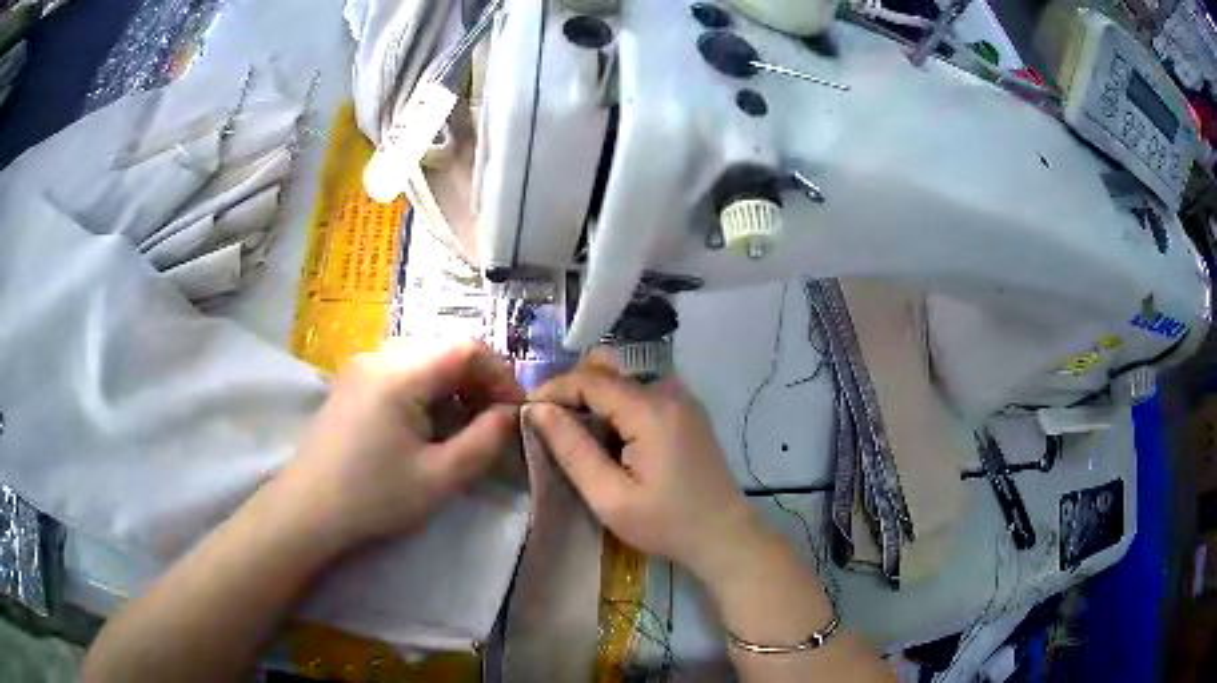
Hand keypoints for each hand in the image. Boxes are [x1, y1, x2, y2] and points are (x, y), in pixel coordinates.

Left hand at [270, 339, 522, 551]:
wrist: (308, 510)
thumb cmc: (373, 497)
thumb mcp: (439, 478)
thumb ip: (485, 441)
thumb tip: (510, 414)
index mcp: (400, 373)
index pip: (468, 347)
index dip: (502, 375)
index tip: (515, 413)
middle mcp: (380, 355)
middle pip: (446, 349)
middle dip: (479, 382)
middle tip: (493, 424)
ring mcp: (362, 365)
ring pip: (426, 359)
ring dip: (454, 387)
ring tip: (462, 428)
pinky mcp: (353, 381)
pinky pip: (403, 370)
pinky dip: (428, 391)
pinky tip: (427, 426)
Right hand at [527, 351, 764, 582]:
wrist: (724, 535)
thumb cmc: (667, 524)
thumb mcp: (610, 497)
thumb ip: (572, 450)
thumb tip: (538, 410)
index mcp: (652, 410)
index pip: (590, 379)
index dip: (553, 390)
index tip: (525, 413)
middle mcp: (669, 392)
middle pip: (607, 373)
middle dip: (570, 393)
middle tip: (546, 427)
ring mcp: (682, 399)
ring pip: (622, 381)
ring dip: (592, 400)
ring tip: (572, 435)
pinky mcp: (686, 411)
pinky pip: (640, 394)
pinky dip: (614, 408)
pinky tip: (606, 440)